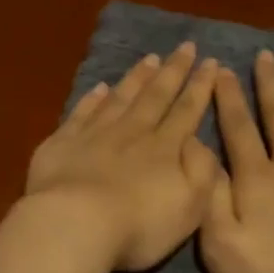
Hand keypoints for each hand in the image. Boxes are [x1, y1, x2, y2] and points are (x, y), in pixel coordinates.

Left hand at [25, 42, 221, 271]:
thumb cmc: (139, 225)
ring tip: (150, 59)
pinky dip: (92, 99)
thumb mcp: (190, 206)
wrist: (75, 224)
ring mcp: (94, 135)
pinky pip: (81, 113)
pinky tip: (100, 88)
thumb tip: (200, 141)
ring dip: (137, 78)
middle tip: (185, 47)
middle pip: (155, 97)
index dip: (200, 87)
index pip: (186, 112)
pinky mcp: (62, 143)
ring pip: (120, 98)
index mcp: (164, 149)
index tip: (211, 63)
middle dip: (173, 72)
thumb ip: (202, 171)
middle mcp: (132, 133)